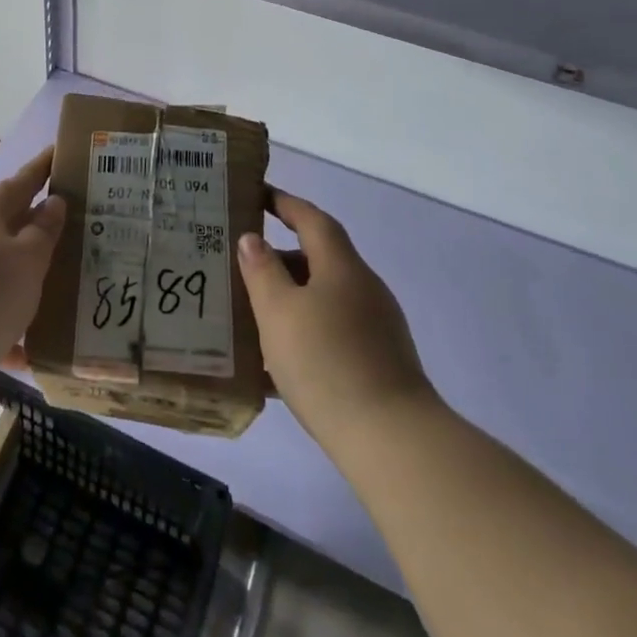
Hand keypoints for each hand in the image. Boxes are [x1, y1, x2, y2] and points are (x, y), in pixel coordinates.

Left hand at [0, 148, 64, 360]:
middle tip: (63, 224)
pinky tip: (22, 347)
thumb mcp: (29, 260)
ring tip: (48, 284)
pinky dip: (2, 313)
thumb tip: (52, 201)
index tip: (58, 153)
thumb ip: (44, 230)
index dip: (41, 168)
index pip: (21, 181)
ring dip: (17, 269)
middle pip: (4, 221)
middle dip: (31, 222)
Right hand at [239, 191, 436, 445]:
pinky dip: (306, 331)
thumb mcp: (278, 312)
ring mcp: (378, 327)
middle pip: (320, 259)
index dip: (285, 203)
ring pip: (326, 298)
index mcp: (342, 267)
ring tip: (254, 315)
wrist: (392, 441)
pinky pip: (335, 331)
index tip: (258, 195)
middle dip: (282, 259)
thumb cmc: (326, 362)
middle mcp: (365, 289)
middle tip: (243, 266)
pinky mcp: (382, 362)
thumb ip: (262, 271)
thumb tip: (252, 239)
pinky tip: (280, 362)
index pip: (312, 219)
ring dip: (292, 299)